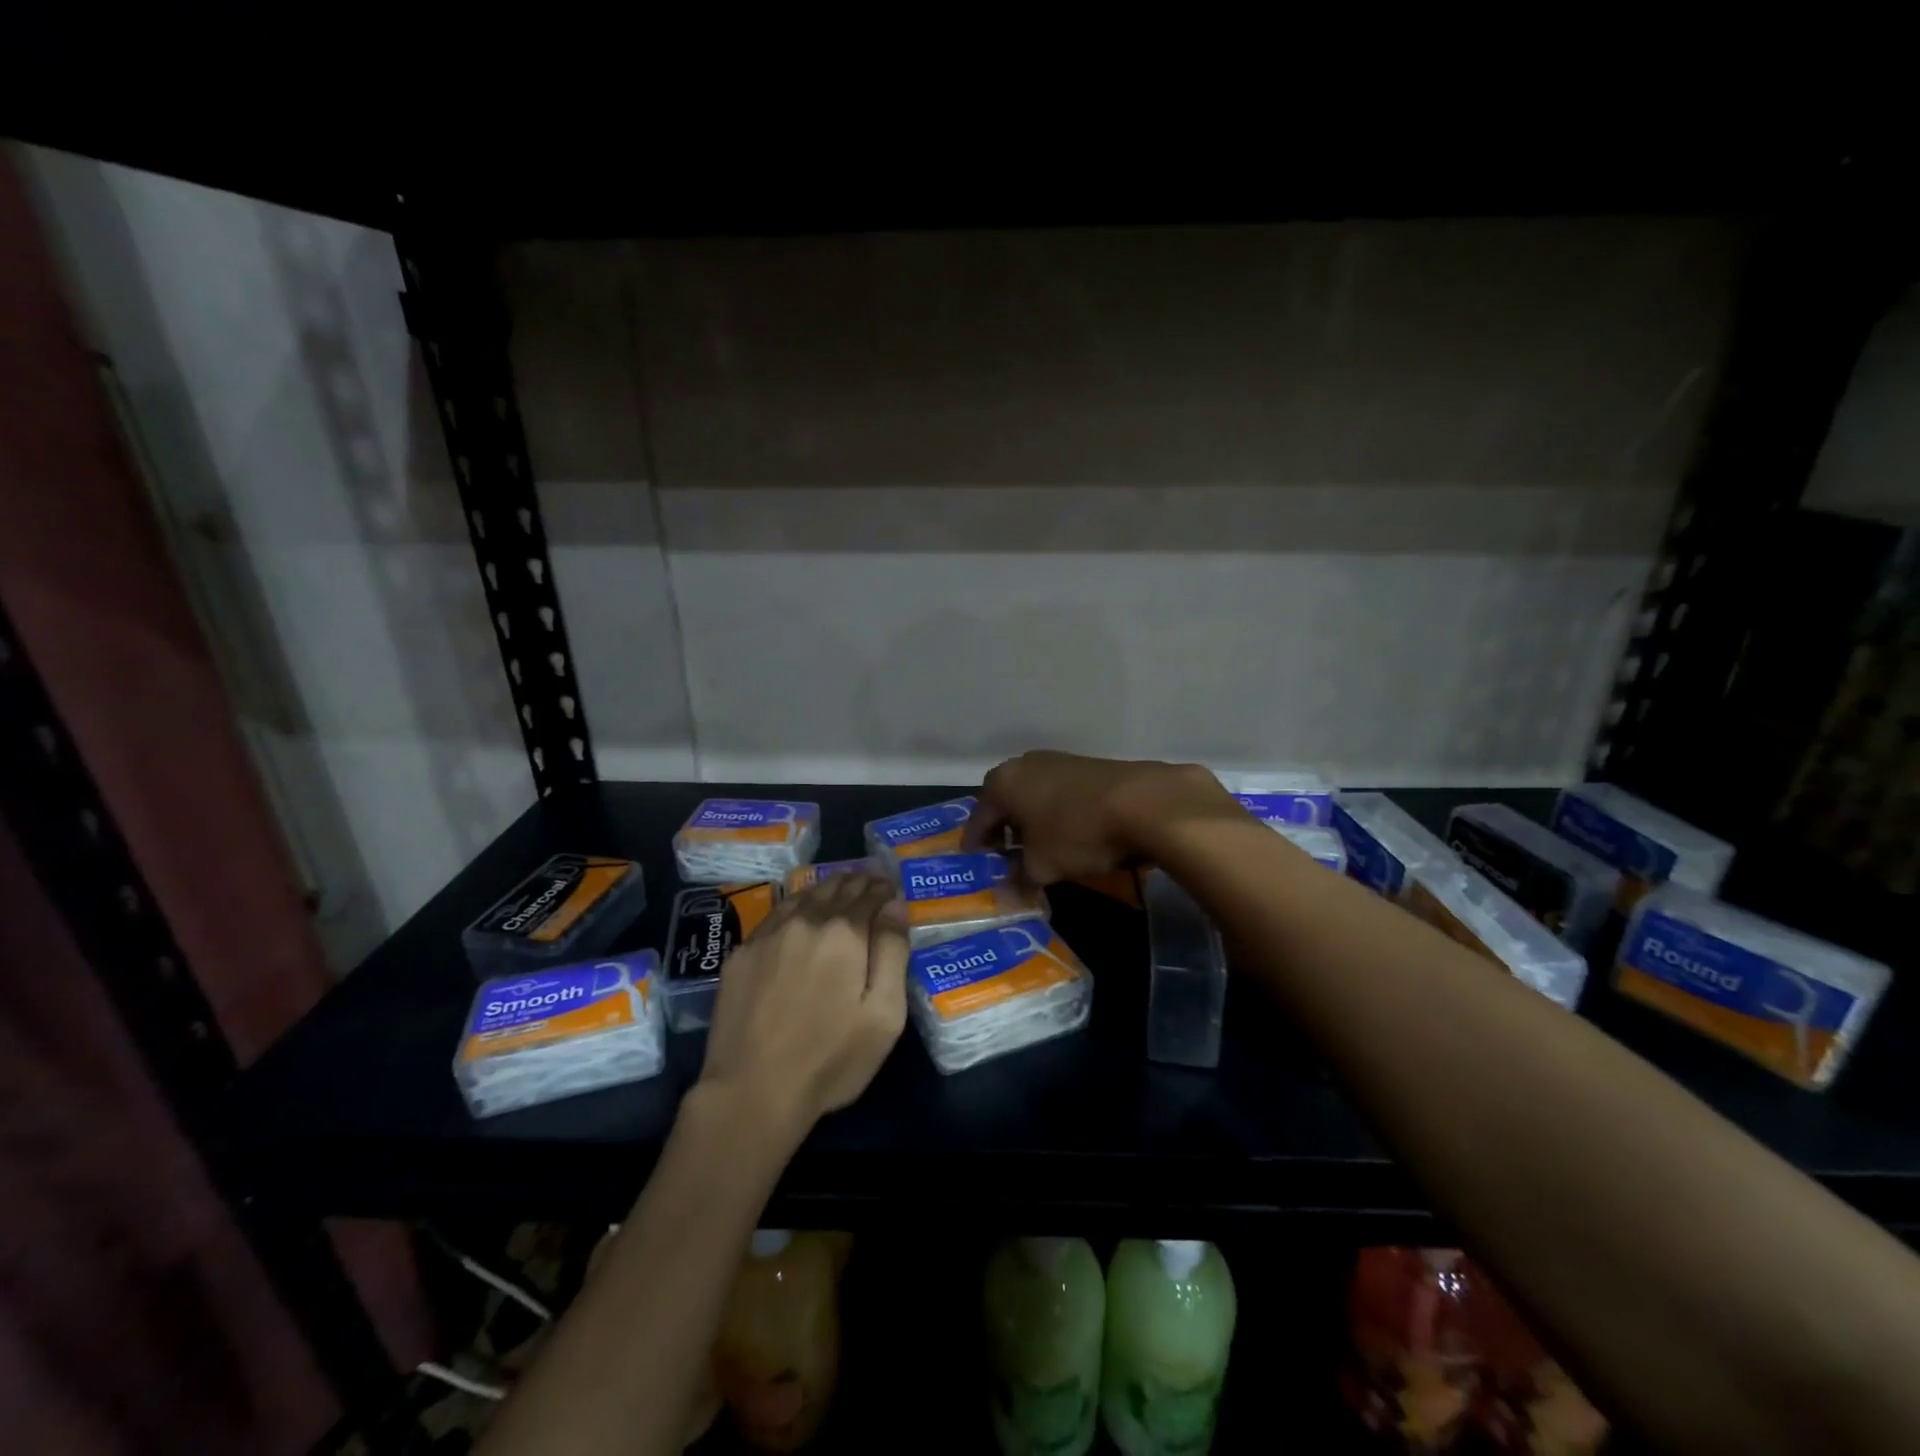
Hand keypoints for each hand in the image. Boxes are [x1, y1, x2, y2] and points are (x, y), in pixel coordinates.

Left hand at [696, 874, 908, 1149]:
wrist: (751, 1092)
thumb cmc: (831, 1059)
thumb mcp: (884, 1014)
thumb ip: (893, 952)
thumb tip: (895, 905)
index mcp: (844, 933)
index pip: (869, 895)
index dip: (883, 888)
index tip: (892, 885)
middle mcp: (805, 921)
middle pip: (836, 889)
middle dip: (857, 882)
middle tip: (869, 878)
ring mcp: (768, 935)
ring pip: (804, 896)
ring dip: (826, 889)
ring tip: (839, 886)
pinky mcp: (741, 954)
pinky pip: (776, 915)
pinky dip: (796, 906)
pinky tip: (800, 912)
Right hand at [963, 750, 1239, 883]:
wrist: (1145, 802)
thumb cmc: (1077, 833)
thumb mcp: (1042, 866)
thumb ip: (1018, 879)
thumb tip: (1006, 895)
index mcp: (1002, 783)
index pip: (978, 819)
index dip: (975, 845)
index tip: (975, 866)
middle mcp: (1024, 764)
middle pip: (1005, 803)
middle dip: (1004, 831)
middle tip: (1005, 859)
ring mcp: (1058, 761)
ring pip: (1034, 796)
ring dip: (1032, 821)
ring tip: (1039, 849)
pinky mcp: (1088, 765)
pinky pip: (1060, 793)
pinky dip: (1057, 813)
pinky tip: (1070, 834)